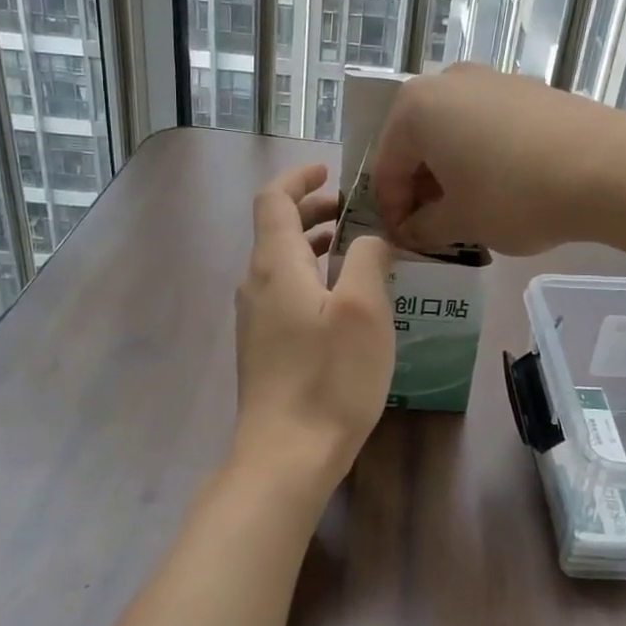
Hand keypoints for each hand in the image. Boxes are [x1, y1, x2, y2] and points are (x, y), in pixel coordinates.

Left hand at [234, 163, 395, 497]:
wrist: (285, 454)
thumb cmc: (329, 376)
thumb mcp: (363, 309)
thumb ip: (368, 257)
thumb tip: (371, 237)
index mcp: (275, 264)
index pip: (273, 200)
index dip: (298, 179)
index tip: (329, 171)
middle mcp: (255, 284)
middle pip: (276, 229)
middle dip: (313, 210)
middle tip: (354, 210)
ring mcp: (255, 318)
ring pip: (280, 262)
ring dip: (313, 244)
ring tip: (354, 248)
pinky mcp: (262, 346)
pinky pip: (283, 291)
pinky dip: (309, 275)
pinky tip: (342, 298)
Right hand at [371, 64, 624, 256]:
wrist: (608, 166)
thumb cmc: (515, 195)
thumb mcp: (461, 221)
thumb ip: (424, 228)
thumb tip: (412, 231)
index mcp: (415, 108)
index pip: (387, 168)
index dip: (392, 211)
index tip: (406, 242)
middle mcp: (447, 82)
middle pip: (418, 144)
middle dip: (421, 188)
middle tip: (434, 227)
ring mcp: (491, 79)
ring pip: (453, 133)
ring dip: (451, 172)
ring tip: (469, 210)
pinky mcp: (527, 88)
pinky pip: (486, 124)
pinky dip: (482, 156)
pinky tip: (503, 186)